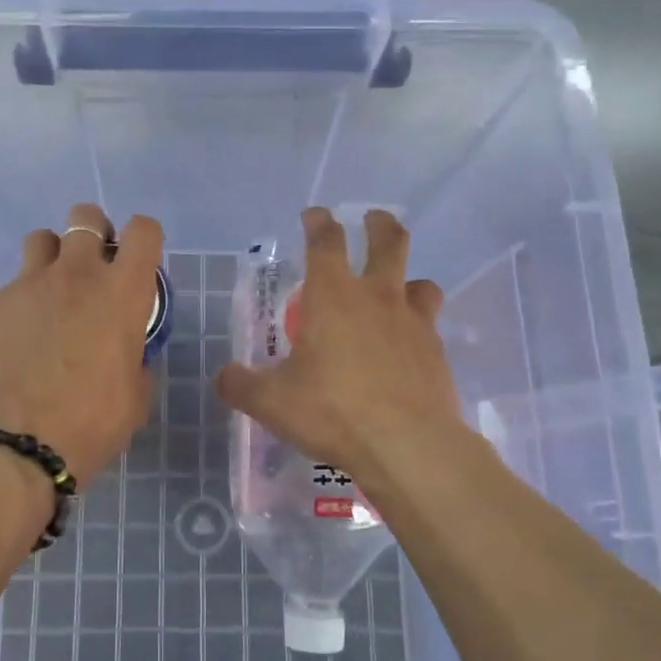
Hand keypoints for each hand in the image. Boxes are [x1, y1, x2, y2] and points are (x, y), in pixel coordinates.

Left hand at [0, 204, 161, 484]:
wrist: (14, 441)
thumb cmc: (90, 422)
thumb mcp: (135, 396)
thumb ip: (135, 362)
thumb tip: (125, 356)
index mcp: (122, 293)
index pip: (144, 232)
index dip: (144, 238)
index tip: (138, 261)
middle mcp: (77, 275)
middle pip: (85, 217)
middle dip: (93, 232)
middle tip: (93, 267)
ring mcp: (29, 284)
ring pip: (41, 239)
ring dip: (52, 258)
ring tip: (51, 294)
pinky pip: (11, 288)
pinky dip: (20, 304)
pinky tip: (17, 340)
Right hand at [214, 207, 462, 485]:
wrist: (407, 445)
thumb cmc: (333, 412)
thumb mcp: (271, 403)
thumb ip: (241, 385)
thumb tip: (224, 377)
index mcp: (332, 296)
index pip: (326, 241)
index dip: (318, 222)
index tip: (314, 215)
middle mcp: (377, 298)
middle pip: (388, 242)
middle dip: (379, 225)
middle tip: (373, 220)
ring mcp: (413, 322)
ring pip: (420, 282)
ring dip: (408, 278)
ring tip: (398, 289)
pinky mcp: (437, 352)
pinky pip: (430, 325)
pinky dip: (418, 326)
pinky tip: (407, 348)